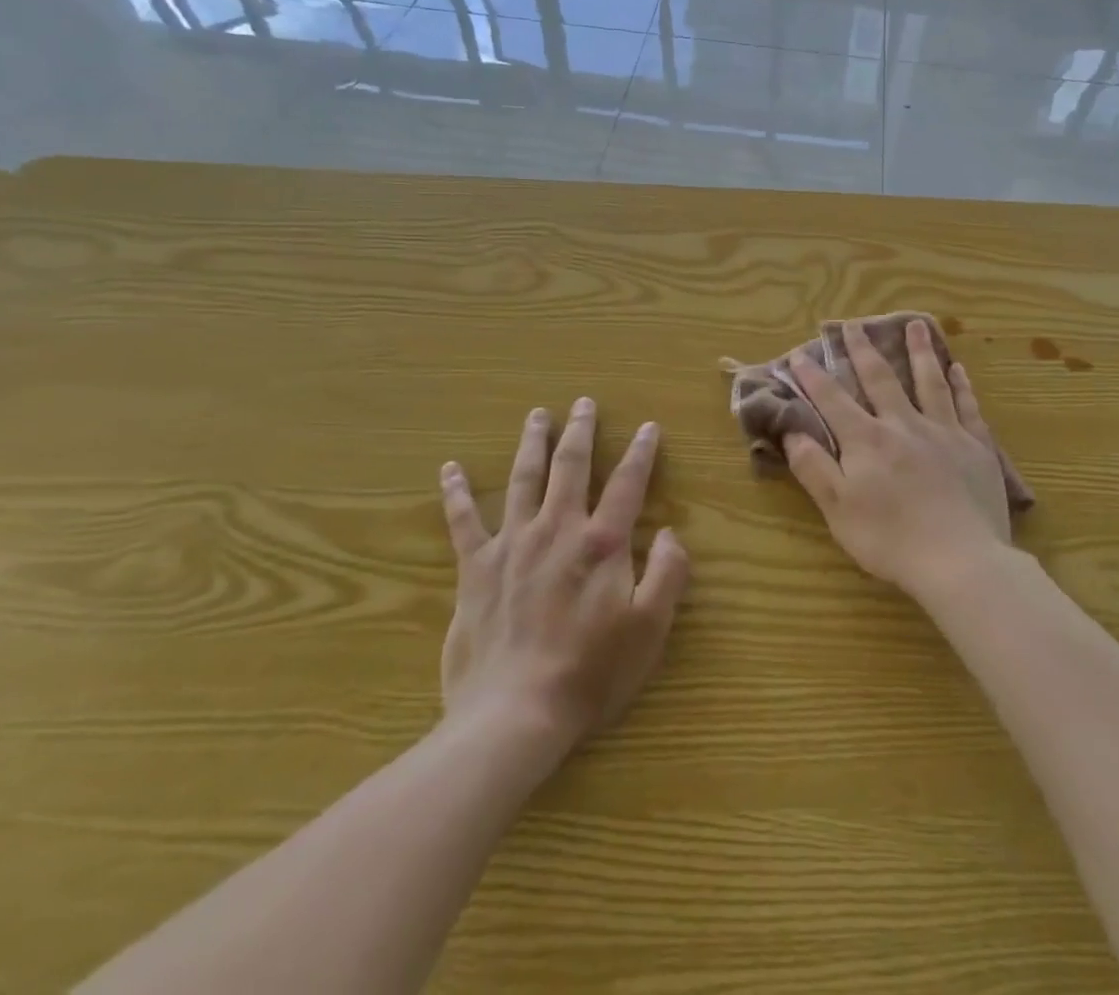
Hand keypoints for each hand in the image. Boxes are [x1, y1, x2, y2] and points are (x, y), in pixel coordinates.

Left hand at [437, 399, 689, 753]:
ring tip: (537, 415)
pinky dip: (456, 492)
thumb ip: (667, 573)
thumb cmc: (590, 673)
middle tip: (584, 403)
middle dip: (581, 431)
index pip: (628, 483)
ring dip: (532, 443)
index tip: (649, 427)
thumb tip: (669, 532)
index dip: (642, 452)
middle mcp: (558, 529)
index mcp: (602, 543)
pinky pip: (463, 521)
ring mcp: (512, 544)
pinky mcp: (476, 568)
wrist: (514, 715)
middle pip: (571, 466)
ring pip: (524, 479)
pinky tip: (450, 468)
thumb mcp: (649, 628)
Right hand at [783, 319, 1011, 601]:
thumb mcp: (838, 510)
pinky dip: (961, 385)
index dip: (813, 376)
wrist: (960, 560)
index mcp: (867, 440)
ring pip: (929, 381)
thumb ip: (814, 467)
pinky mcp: (976, 446)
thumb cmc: (890, 540)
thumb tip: (791, 431)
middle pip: (881, 378)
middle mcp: (904, 424)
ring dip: (919, 351)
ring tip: (915, 324)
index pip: (833, 399)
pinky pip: (967, 406)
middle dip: (863, 349)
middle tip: (853, 324)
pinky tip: (958, 369)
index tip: (799, 354)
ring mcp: (944, 432)